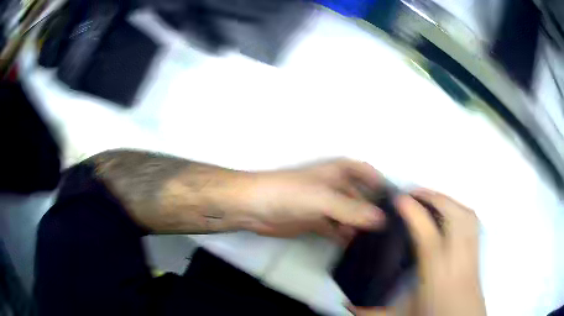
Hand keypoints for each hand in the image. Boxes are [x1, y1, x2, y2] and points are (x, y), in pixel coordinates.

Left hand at [242, 159, 385, 243]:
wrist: (254, 208)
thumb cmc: (289, 193)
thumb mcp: (323, 199)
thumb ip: (352, 210)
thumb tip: (382, 220)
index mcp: (337, 172)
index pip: (365, 172)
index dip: (380, 182)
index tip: (395, 200)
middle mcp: (334, 187)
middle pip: (359, 197)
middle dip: (372, 211)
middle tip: (391, 229)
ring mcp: (324, 206)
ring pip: (349, 215)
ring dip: (360, 226)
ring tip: (377, 242)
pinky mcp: (315, 222)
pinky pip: (336, 229)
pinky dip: (344, 236)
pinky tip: (355, 247)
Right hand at [352, 189, 485, 315]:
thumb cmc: (435, 315)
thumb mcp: (403, 315)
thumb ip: (374, 311)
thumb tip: (348, 305)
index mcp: (437, 277)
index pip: (428, 238)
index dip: (414, 214)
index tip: (400, 199)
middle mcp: (458, 261)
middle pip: (455, 217)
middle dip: (435, 198)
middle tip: (415, 192)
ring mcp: (472, 255)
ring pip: (467, 216)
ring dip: (449, 200)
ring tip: (432, 197)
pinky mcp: (477, 253)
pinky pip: (474, 222)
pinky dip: (461, 209)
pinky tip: (452, 211)